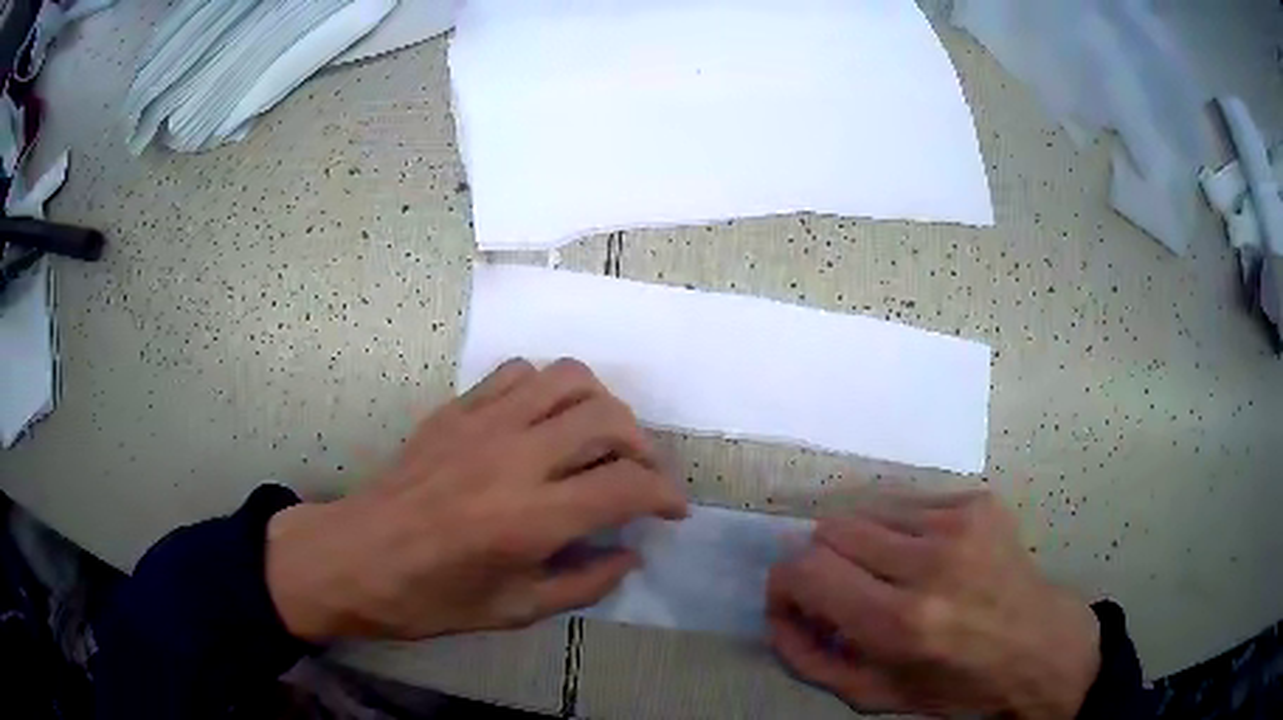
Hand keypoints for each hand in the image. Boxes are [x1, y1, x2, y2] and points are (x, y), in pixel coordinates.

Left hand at [264, 358, 686, 641]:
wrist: (355, 557)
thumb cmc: (430, 597)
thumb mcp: (514, 611)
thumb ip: (585, 583)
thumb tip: (631, 554)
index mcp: (528, 519)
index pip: (625, 485)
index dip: (664, 495)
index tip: (673, 510)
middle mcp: (512, 458)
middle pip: (607, 418)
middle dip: (643, 445)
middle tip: (640, 475)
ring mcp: (481, 423)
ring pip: (568, 377)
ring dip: (600, 405)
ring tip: (599, 439)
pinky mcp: (456, 409)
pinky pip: (518, 373)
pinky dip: (547, 389)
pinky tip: (543, 421)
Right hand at [767, 491, 1099, 718]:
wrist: (1039, 648)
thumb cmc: (957, 686)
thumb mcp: (874, 696)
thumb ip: (810, 659)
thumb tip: (777, 613)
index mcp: (903, 623)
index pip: (807, 570)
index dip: (784, 583)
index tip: (793, 601)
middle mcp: (931, 563)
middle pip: (831, 529)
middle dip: (822, 563)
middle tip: (842, 593)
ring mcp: (960, 522)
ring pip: (868, 511)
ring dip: (862, 546)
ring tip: (889, 577)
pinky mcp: (978, 502)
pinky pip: (908, 504)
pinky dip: (899, 532)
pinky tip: (926, 561)